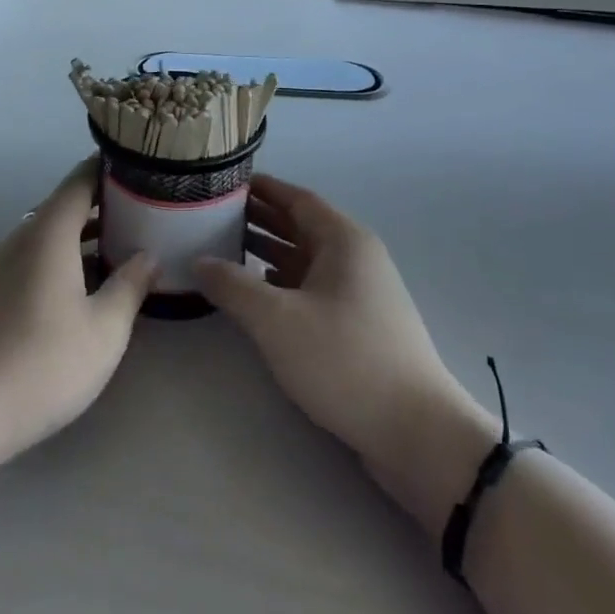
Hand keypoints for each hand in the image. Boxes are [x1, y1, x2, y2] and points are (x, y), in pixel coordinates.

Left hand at [0, 159, 157, 475]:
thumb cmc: (39, 367)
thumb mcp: (103, 331)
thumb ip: (130, 286)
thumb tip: (148, 255)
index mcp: (48, 233)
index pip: (82, 178)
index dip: (113, 167)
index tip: (146, 167)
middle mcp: (21, 237)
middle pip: (66, 203)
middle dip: (106, 202)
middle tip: (149, 209)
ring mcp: (0, 265)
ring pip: (50, 231)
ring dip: (86, 232)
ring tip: (126, 244)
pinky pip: (35, 255)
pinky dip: (65, 254)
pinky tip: (86, 284)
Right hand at [197, 175, 499, 537]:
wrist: (415, 431)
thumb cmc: (344, 360)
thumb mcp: (277, 320)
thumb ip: (233, 286)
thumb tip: (199, 260)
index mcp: (344, 240)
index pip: (297, 198)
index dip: (262, 188)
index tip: (225, 182)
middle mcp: (356, 256)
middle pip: (302, 225)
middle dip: (260, 218)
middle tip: (214, 215)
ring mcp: (361, 292)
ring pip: (307, 258)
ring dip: (269, 251)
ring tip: (225, 248)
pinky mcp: (359, 324)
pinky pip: (314, 286)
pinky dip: (283, 282)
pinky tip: (257, 291)